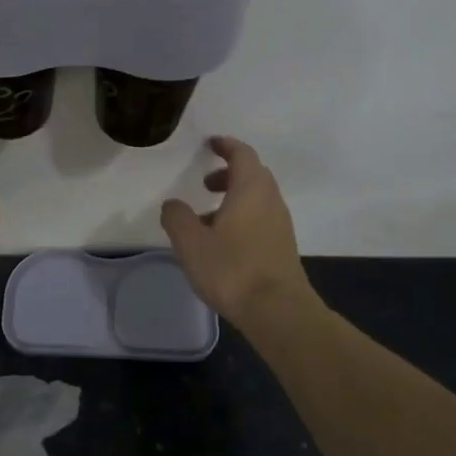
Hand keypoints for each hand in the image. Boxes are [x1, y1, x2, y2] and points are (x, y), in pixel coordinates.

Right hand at [161, 136, 312, 328]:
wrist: (279, 312)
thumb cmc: (233, 269)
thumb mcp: (191, 243)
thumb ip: (177, 218)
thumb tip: (172, 204)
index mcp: (250, 189)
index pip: (242, 154)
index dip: (226, 145)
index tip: (210, 144)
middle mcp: (270, 200)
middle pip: (253, 174)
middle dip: (229, 172)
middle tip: (205, 183)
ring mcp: (280, 224)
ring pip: (258, 198)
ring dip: (235, 197)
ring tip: (207, 217)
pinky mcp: (283, 246)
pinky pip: (262, 218)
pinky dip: (243, 216)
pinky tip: (224, 241)